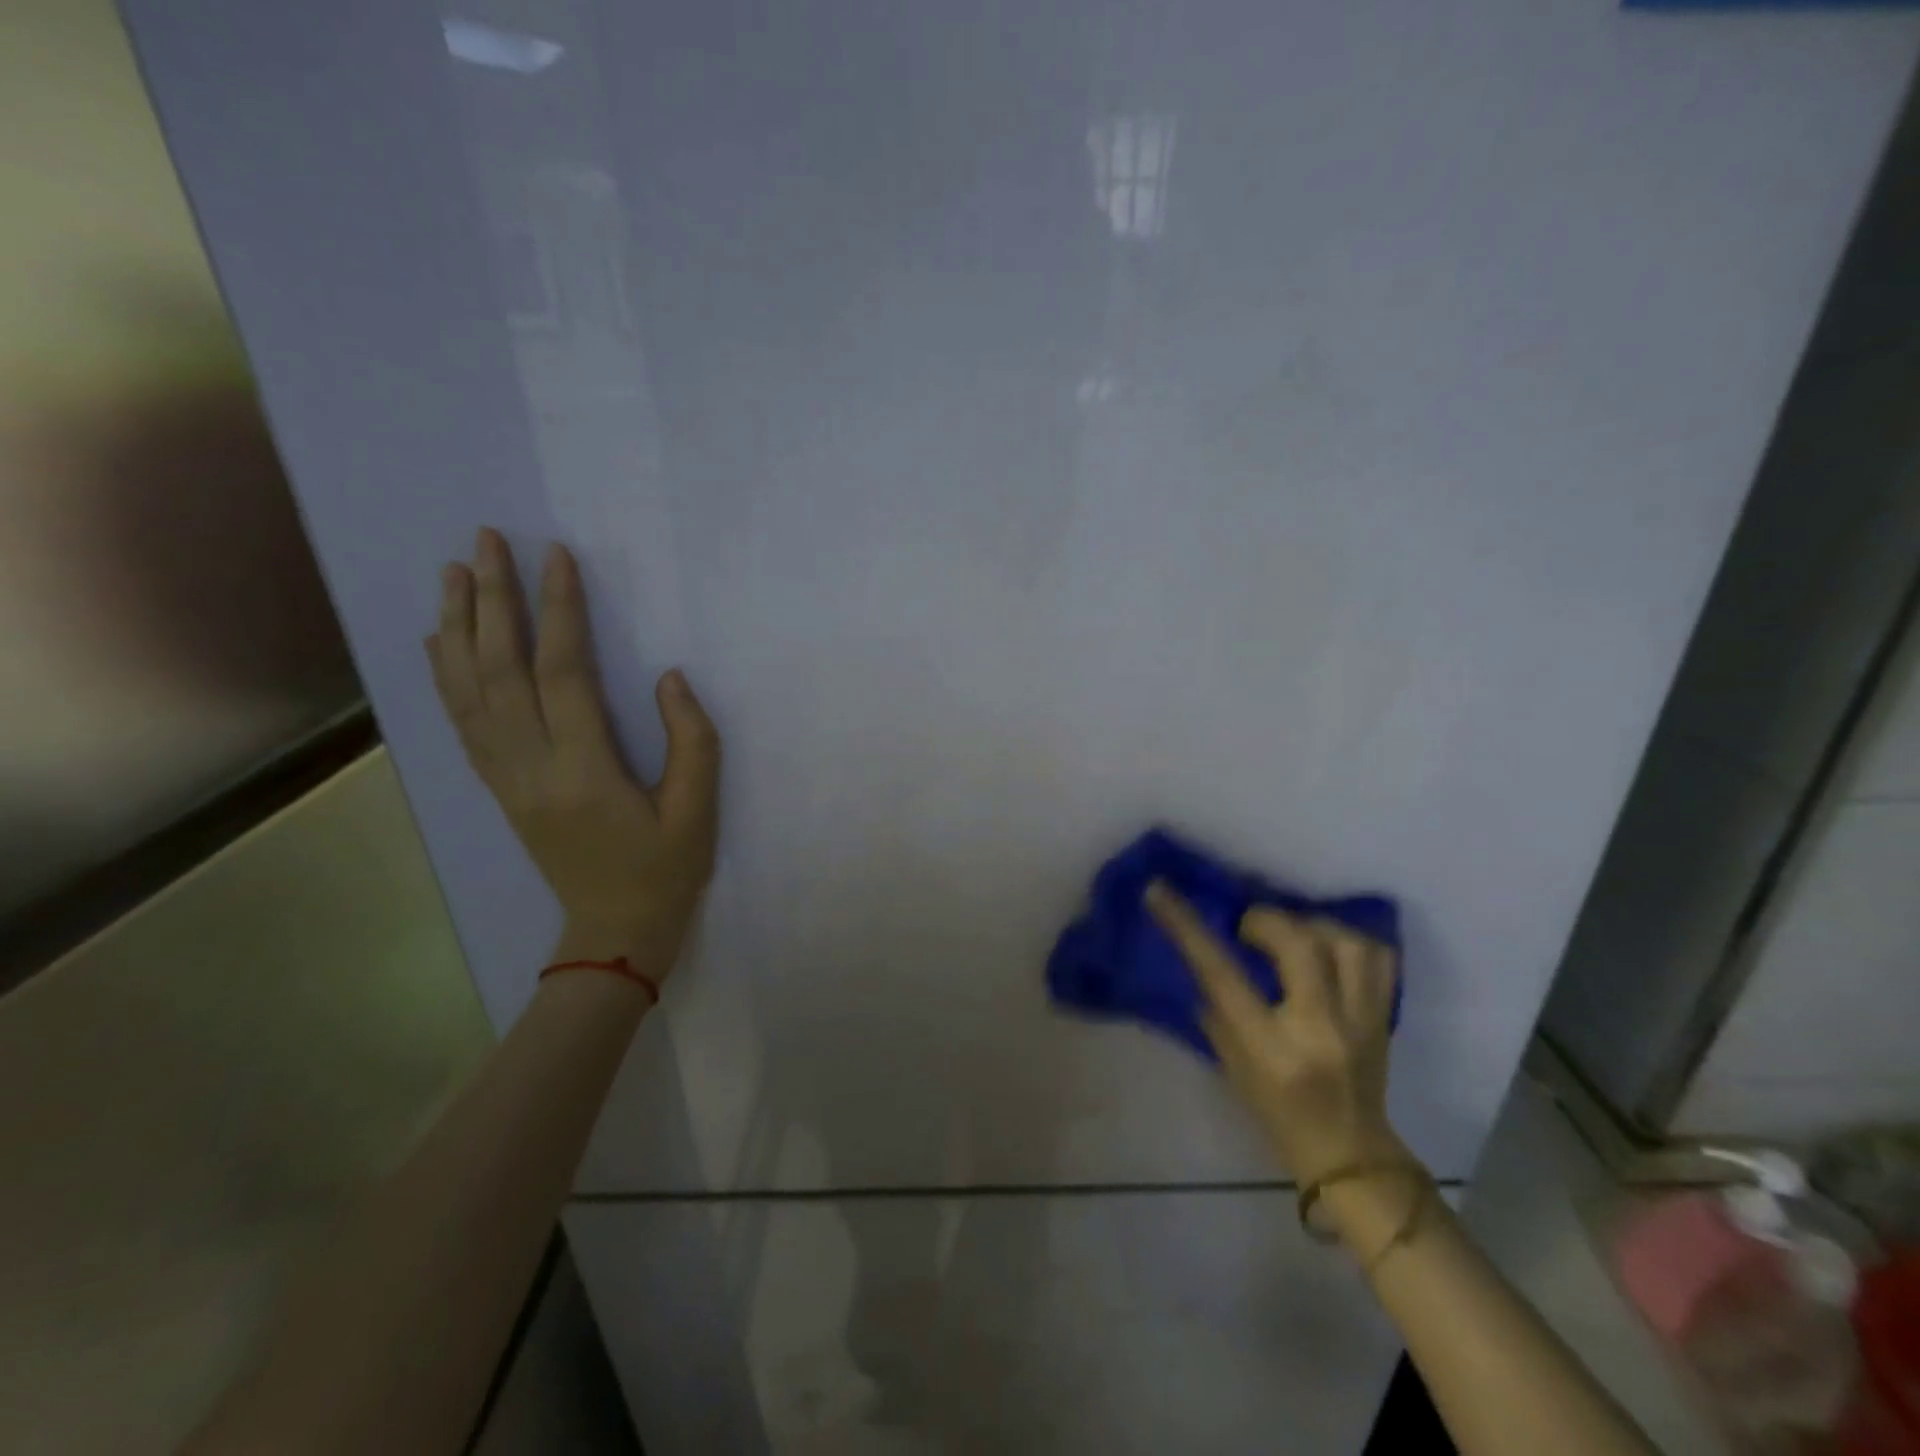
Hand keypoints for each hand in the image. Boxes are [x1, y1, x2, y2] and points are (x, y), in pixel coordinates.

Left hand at [427, 528, 720, 968]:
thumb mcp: (698, 811)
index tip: (558, 557)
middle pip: (499, 672)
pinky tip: (443, 641)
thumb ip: (691, 740)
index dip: (559, 612)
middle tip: (486, 541)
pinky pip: (463, 724)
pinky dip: (446, 676)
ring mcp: (506, 779)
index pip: (562, 675)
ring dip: (458, 628)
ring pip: (468, 693)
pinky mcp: (500, 788)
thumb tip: (668, 678)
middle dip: (493, 601)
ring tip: (455, 573)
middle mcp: (530, 768)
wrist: (614, 932)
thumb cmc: (665, 871)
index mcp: (583, 772)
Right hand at [1145, 882, 1404, 1182]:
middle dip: (1265, 921)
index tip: (1159, 891)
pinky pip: (1378, 956)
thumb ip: (1216, 1007)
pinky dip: (1349, 939)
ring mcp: (1361, 1021)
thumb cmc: (1276, 1113)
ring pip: (1346, 942)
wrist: (1349, 1153)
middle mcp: (1321, 1028)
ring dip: (1310, 925)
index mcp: (1271, 1049)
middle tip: (1247, 928)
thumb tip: (1202, 952)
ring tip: (1291, 933)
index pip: (1223, 975)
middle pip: (1299, 945)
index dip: (1187, 927)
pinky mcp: (1385, 1015)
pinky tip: (1327, 945)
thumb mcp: (1231, 1064)